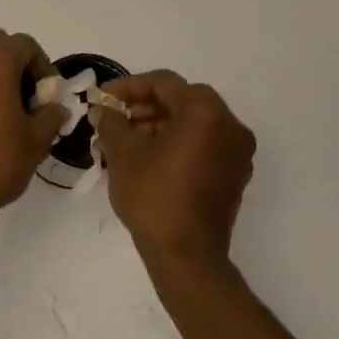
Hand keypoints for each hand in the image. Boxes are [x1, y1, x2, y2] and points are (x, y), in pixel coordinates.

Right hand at [94, 71, 255, 273]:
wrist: (186, 254)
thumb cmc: (153, 195)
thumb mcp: (123, 152)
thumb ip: (111, 121)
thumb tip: (104, 110)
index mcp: (206, 111)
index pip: (163, 83)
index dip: (128, 86)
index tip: (102, 97)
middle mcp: (230, 125)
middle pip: (181, 101)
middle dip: (143, 107)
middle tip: (113, 119)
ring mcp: (237, 152)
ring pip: (192, 124)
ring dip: (158, 126)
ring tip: (124, 141)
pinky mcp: (234, 176)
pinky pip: (203, 145)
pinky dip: (176, 144)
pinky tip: (147, 158)